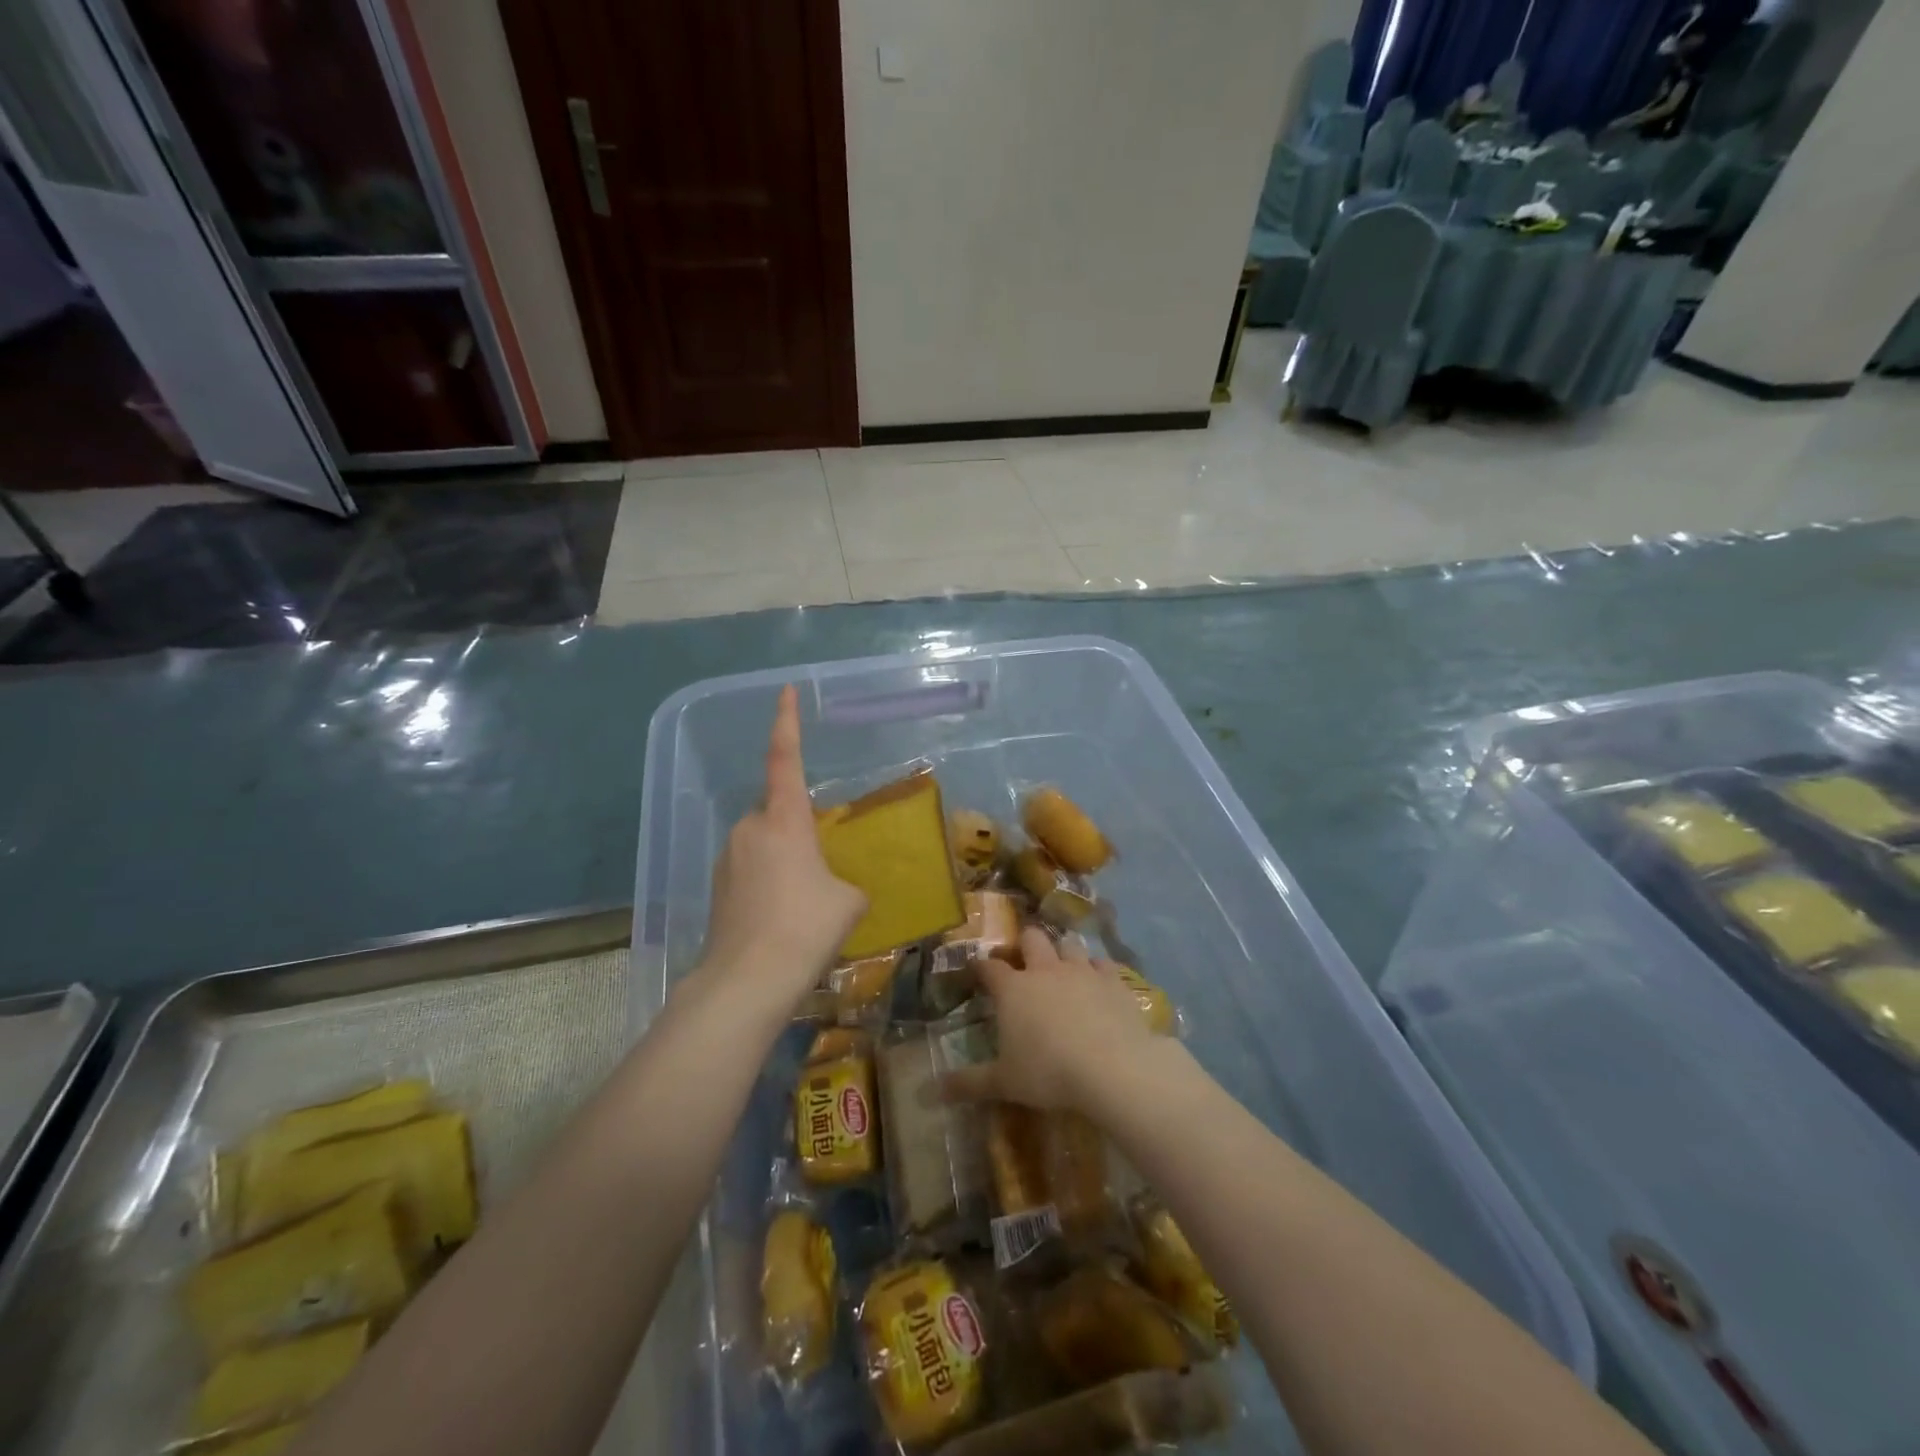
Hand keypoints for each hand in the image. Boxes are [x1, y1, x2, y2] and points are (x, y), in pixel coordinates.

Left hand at [698, 685, 865, 1011]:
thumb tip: (839, 889)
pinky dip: (769, 881)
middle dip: (799, 828)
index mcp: (784, 819)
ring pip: (764, 842)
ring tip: (805, 901)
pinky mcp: (718, 886)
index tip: (785, 691)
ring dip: (785, 858)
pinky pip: (751, 868)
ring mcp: (729, 856)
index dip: (786, 722)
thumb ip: (846, 883)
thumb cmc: (806, 928)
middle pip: (778, 810)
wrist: (748, 980)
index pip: (786, 758)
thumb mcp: (849, 902)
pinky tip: (782, 917)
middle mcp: (751, 828)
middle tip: (822, 866)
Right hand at [944, 928, 1164, 1115]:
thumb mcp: (1004, 1083)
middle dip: (1025, 944)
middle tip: (1025, 960)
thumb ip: (968, 1083)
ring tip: (1062, 966)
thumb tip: (931, 1091)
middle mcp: (1045, 970)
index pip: (989, 967)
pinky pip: (1102, 963)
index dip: (981, 966)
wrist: (1112, 1068)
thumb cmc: (1049, 1073)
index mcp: (1013, 989)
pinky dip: (1097, 969)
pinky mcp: (1113, 980)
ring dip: (1063, 951)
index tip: (976, 969)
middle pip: (1031, 939)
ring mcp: (1081, 970)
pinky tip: (1098, 982)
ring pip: (1069, 943)